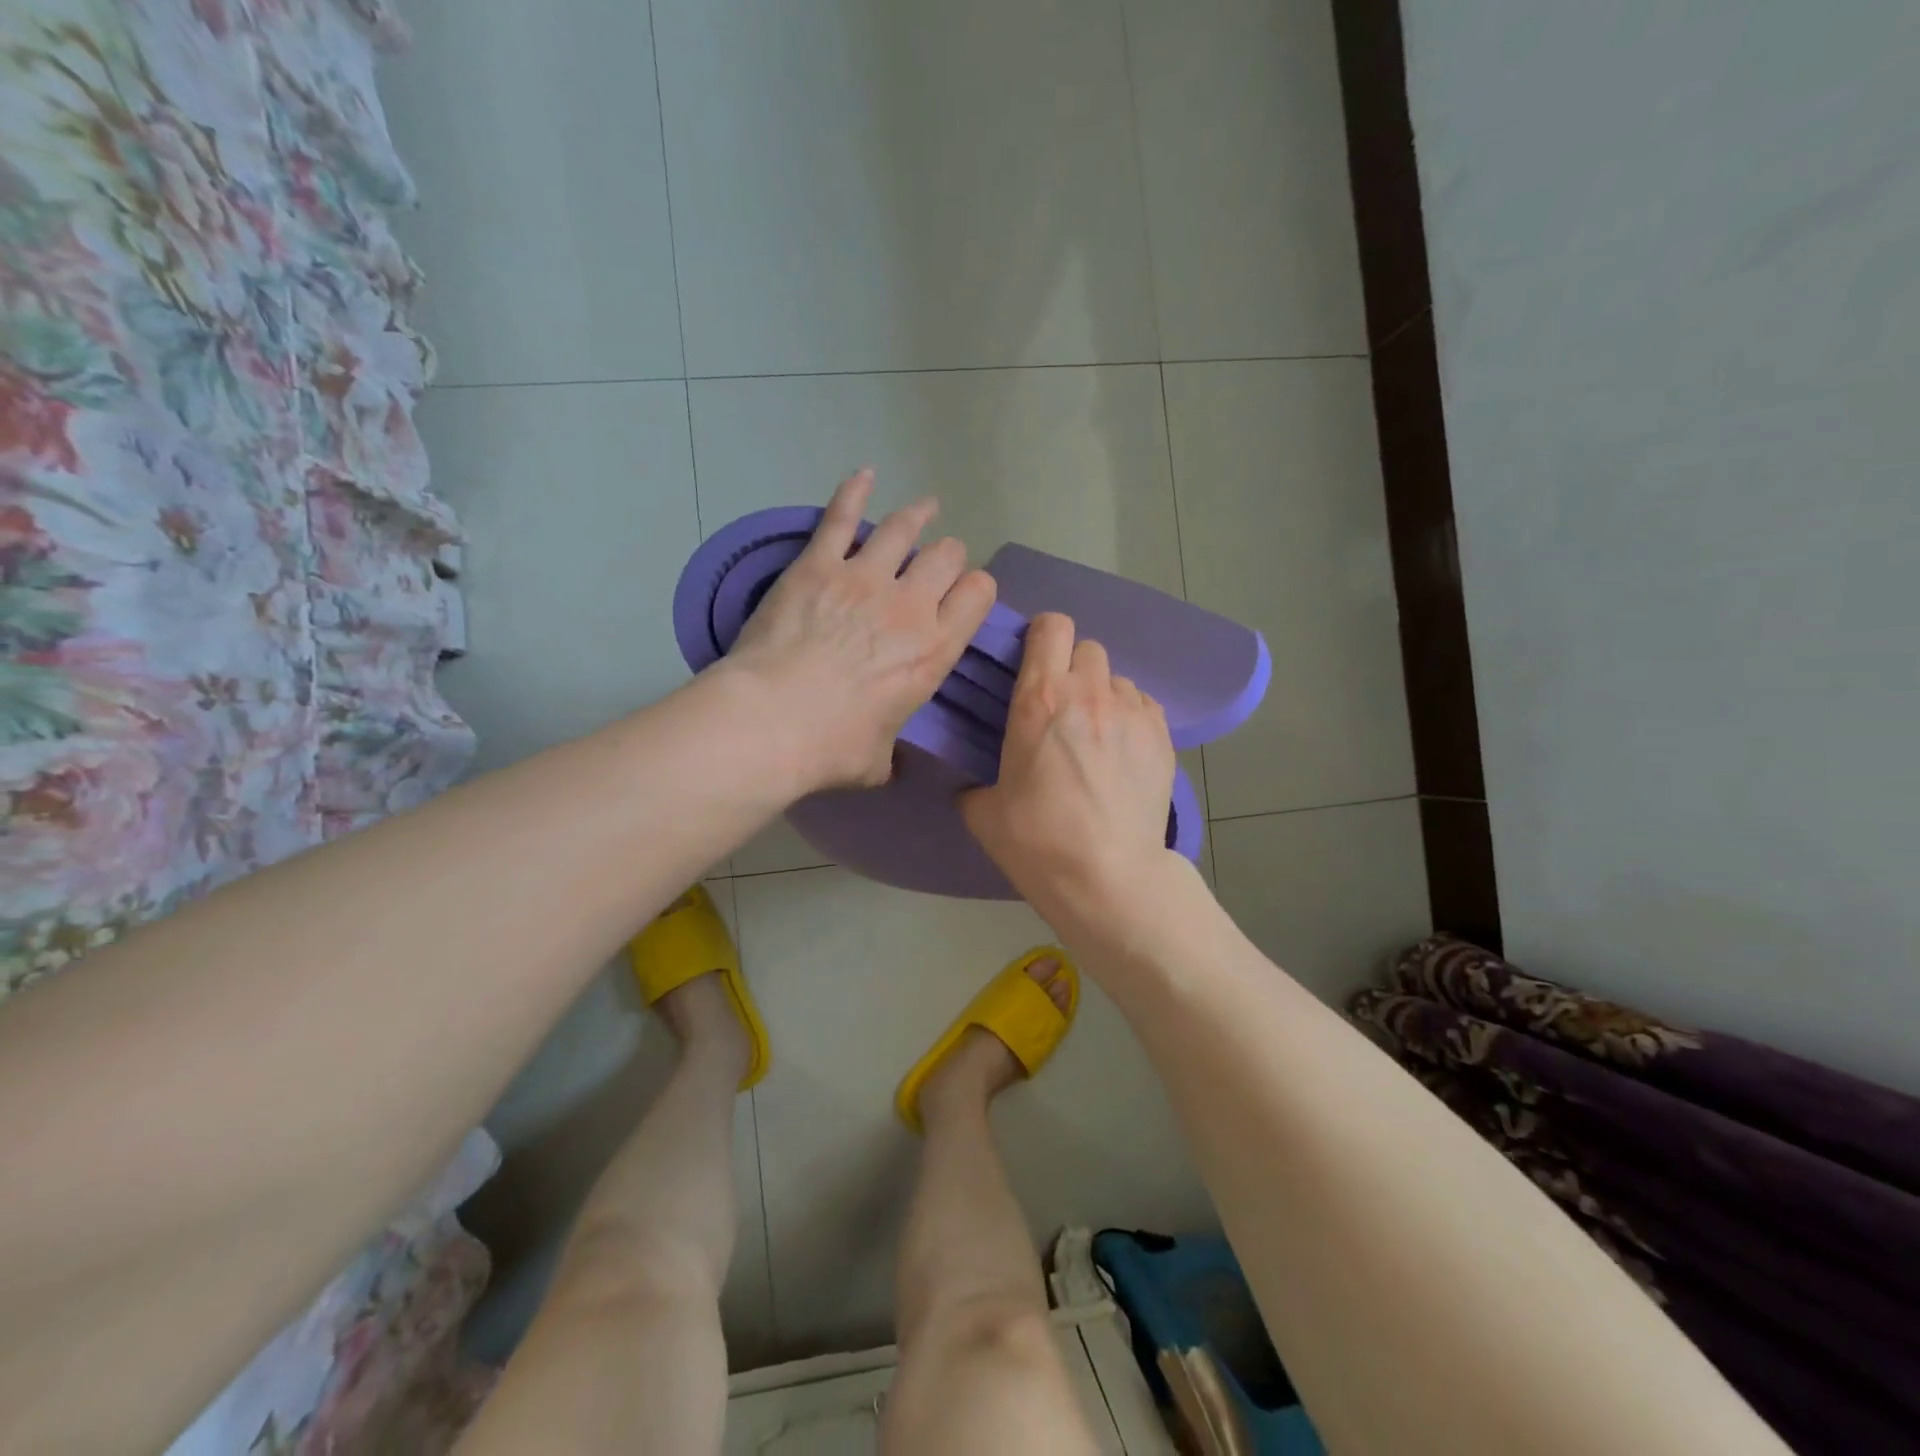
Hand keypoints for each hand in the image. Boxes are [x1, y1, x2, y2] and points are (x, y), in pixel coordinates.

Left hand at [722, 470, 996, 792]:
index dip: (975, 589)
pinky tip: (864, 474)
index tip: (965, 595)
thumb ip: (891, 751)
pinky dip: (853, 492)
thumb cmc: (831, 748)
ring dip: (918, 516)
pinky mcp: (817, 564)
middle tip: (937, 563)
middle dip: (947, 556)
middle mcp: (910, 604)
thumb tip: (889, 761)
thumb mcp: (878, 761)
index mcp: (934, 650)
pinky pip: (841, 517)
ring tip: (925, 508)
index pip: (977, 595)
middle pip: (947, 556)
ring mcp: (864, 577)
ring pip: (904, 528)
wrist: (771, 721)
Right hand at [962, 612, 1178, 914]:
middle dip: (1072, 668)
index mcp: (1039, 700)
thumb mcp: (983, 813)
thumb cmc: (1037, 842)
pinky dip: (1129, 718)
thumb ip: (975, 782)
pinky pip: (1143, 706)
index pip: (1051, 627)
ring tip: (1095, 735)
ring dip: (1102, 696)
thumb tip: (976, 783)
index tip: (1033, 663)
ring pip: (1117, 679)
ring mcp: (1132, 713)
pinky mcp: (1163, 736)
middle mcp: (1089, 693)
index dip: (1041, 638)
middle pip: (1087, 648)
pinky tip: (1122, 753)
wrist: (1108, 878)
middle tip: (1061, 707)